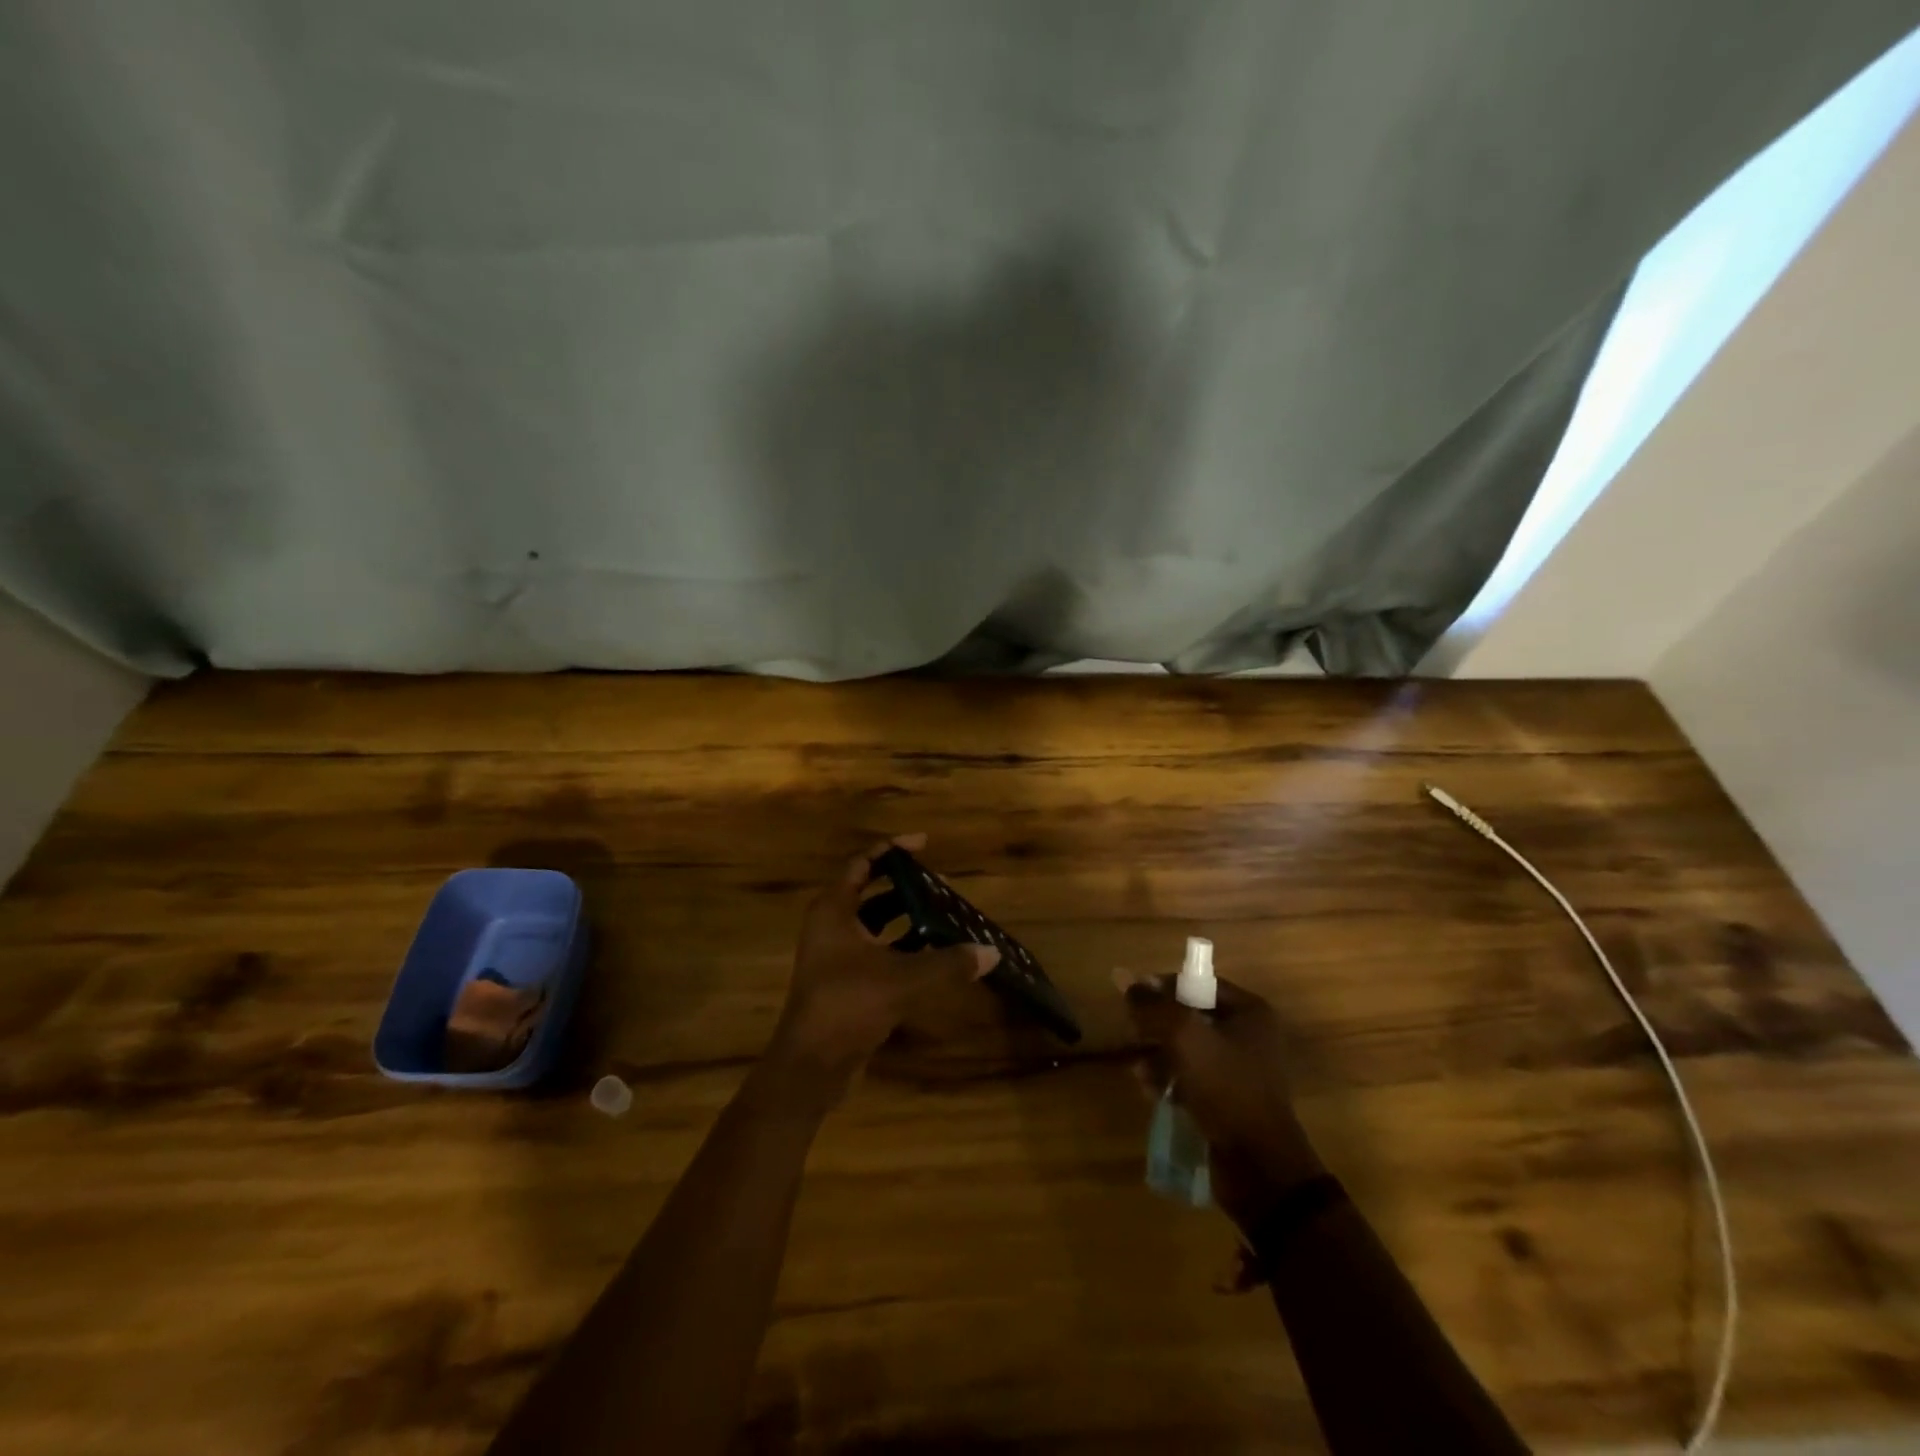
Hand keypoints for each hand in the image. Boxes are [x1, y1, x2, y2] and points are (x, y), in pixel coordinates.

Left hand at [769, 835, 999, 1102]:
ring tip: (943, 915)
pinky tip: (931, 954)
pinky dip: (901, 946)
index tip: (924, 844)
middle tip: (941, 885)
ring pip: (875, 924)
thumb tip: (991, 952)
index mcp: (834, 910)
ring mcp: (835, 954)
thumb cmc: (848, 1005)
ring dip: (906, 918)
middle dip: (905, 886)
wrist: (812, 1065)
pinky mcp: (844, 981)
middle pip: (871, 892)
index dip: (892, 849)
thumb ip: (948, 963)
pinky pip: (877, 950)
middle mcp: (831, 925)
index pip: (863, 863)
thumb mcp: (903, 979)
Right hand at [1120, 970, 1325, 1232]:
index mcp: (1249, 1012)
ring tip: (1140, 1071)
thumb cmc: (1226, 1088)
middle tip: (1134, 1036)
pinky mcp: (1228, 1100)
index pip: (1198, 984)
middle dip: (1157, 1026)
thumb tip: (1121, 975)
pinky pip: (1191, 1078)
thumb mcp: (1184, 1037)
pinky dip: (1169, 1080)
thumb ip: (1153, 1005)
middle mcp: (1248, 1036)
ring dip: (1158, 1056)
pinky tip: (1150, 1090)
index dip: (1163, 988)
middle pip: (1189, 1016)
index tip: (1133, 1001)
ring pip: (1186, 1049)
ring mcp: (1239, 1070)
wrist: (1258, 1166)